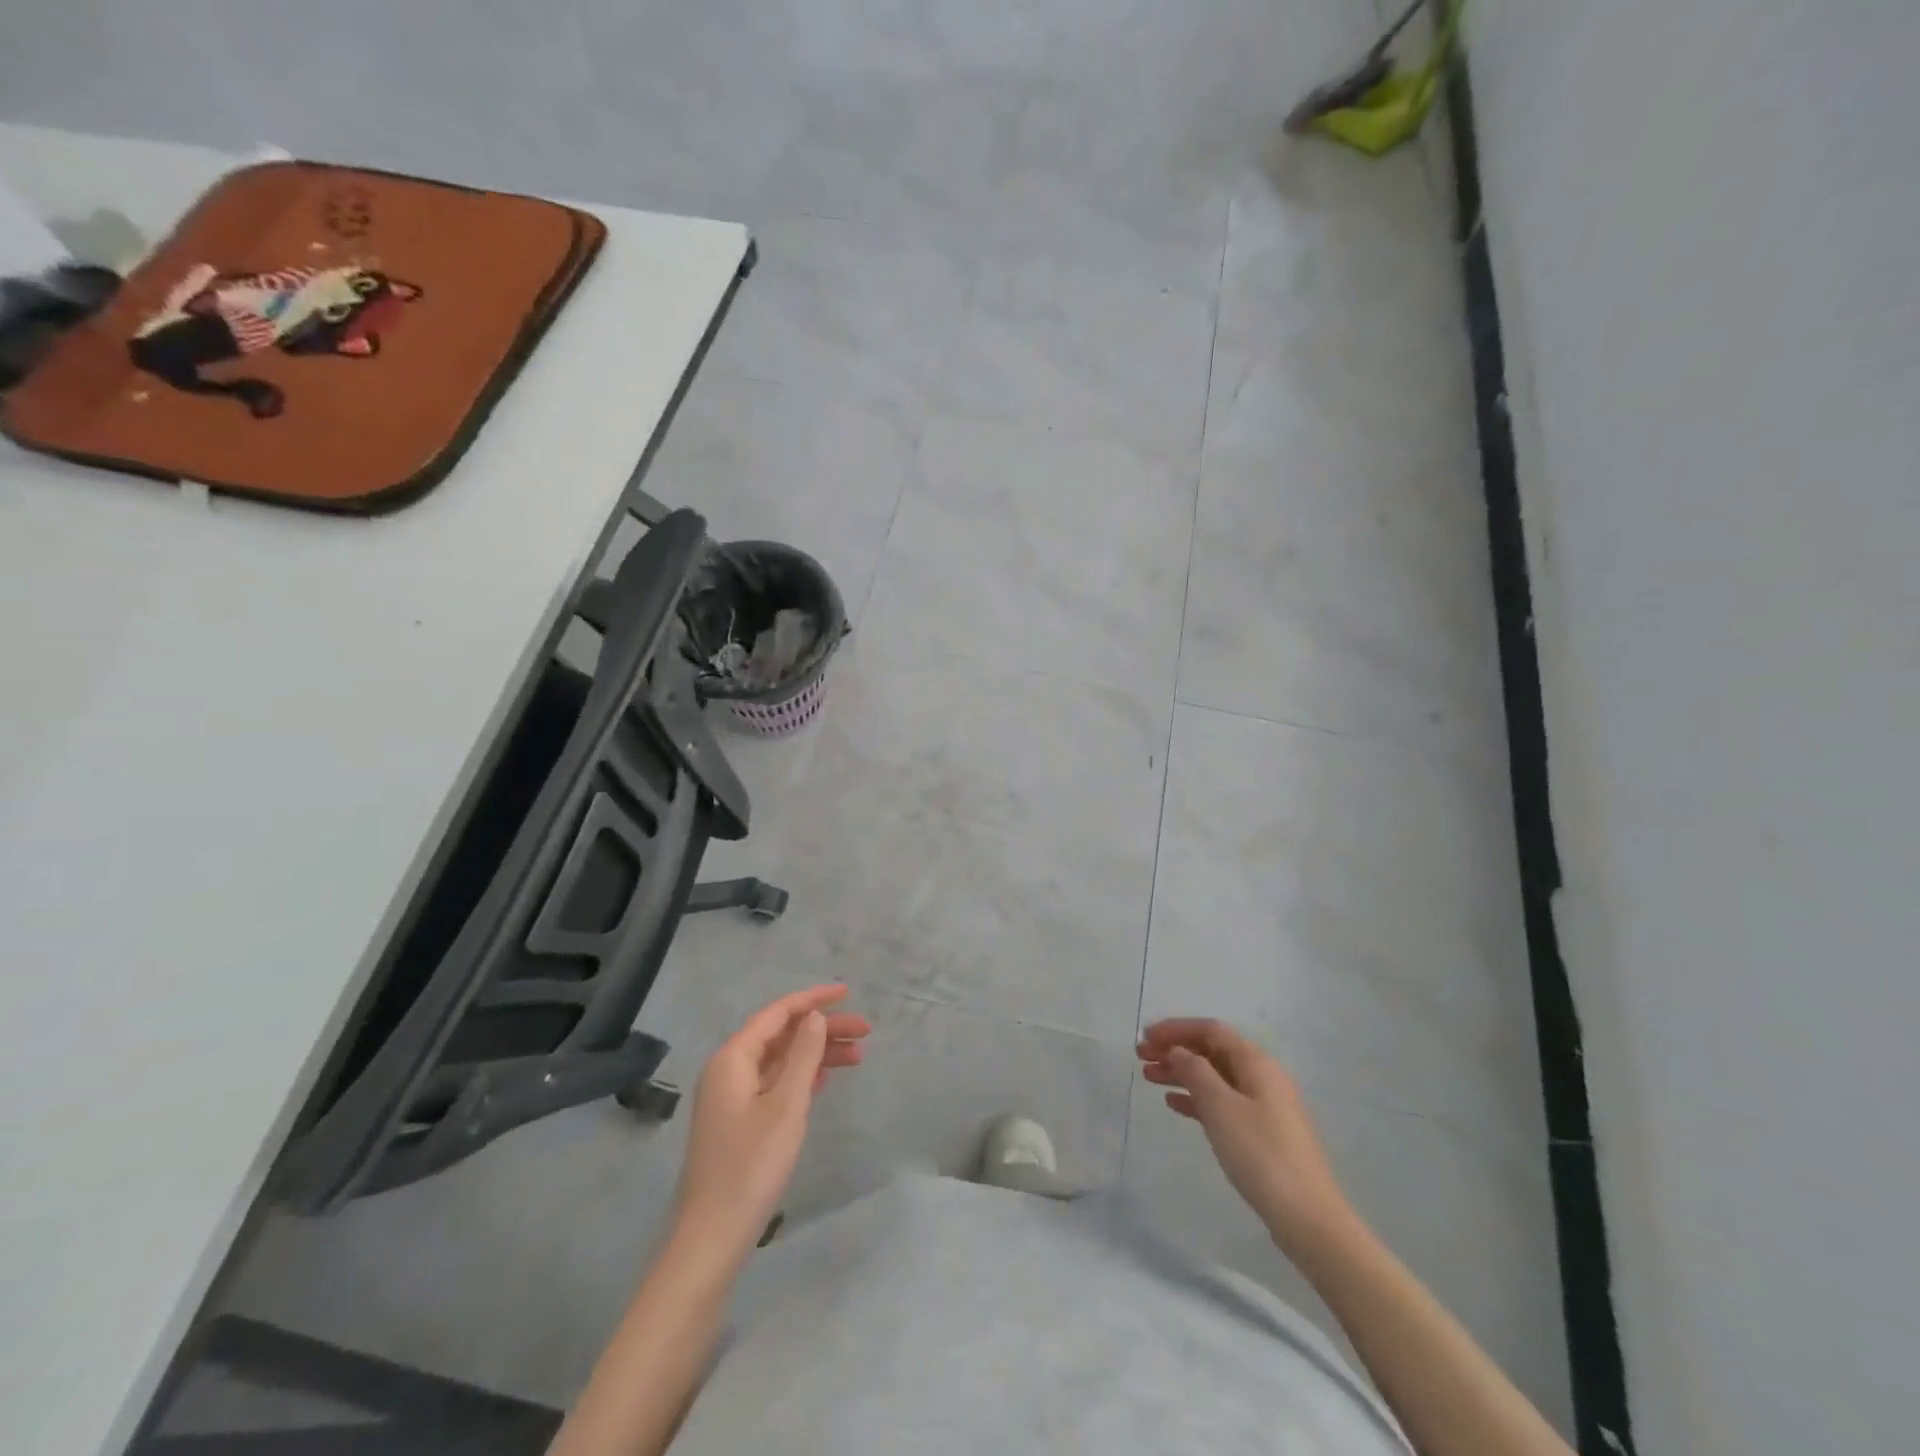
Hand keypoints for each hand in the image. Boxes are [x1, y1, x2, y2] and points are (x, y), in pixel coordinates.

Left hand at [672, 984, 870, 1256]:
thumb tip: (815, 1016)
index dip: (813, 999)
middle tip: (866, 1032)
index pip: (778, 1013)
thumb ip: (803, 1055)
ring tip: (858, 1057)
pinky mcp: (741, 1121)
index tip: (848, 993)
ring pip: (782, 1060)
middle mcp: (730, 1070)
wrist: (713, 1236)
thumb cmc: (751, 1165)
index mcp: (733, 1058)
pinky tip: (827, 1078)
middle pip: (782, 1035)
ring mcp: (734, 1097)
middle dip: (823, 1029)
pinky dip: (803, 1076)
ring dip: (817, 1054)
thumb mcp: (786, 1105)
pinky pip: (777, 1083)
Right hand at [1137, 1018, 1353, 1256]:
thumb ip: (1195, 1071)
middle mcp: (1262, 1076)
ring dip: (1182, 1073)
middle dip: (1175, 1049)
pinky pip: (1223, 1102)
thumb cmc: (1260, 1155)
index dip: (1176, 1029)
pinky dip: (1197, 1098)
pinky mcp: (1262, 1132)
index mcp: (1256, 1063)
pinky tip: (1174, 1104)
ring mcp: (1264, 1105)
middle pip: (1212, 1051)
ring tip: (1148, 1077)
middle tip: (1140, 1057)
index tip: (1145, 1037)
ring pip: (1215, 1077)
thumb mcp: (1221, 1107)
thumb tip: (1178, 1050)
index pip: (1210, 1030)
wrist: (1308, 1218)